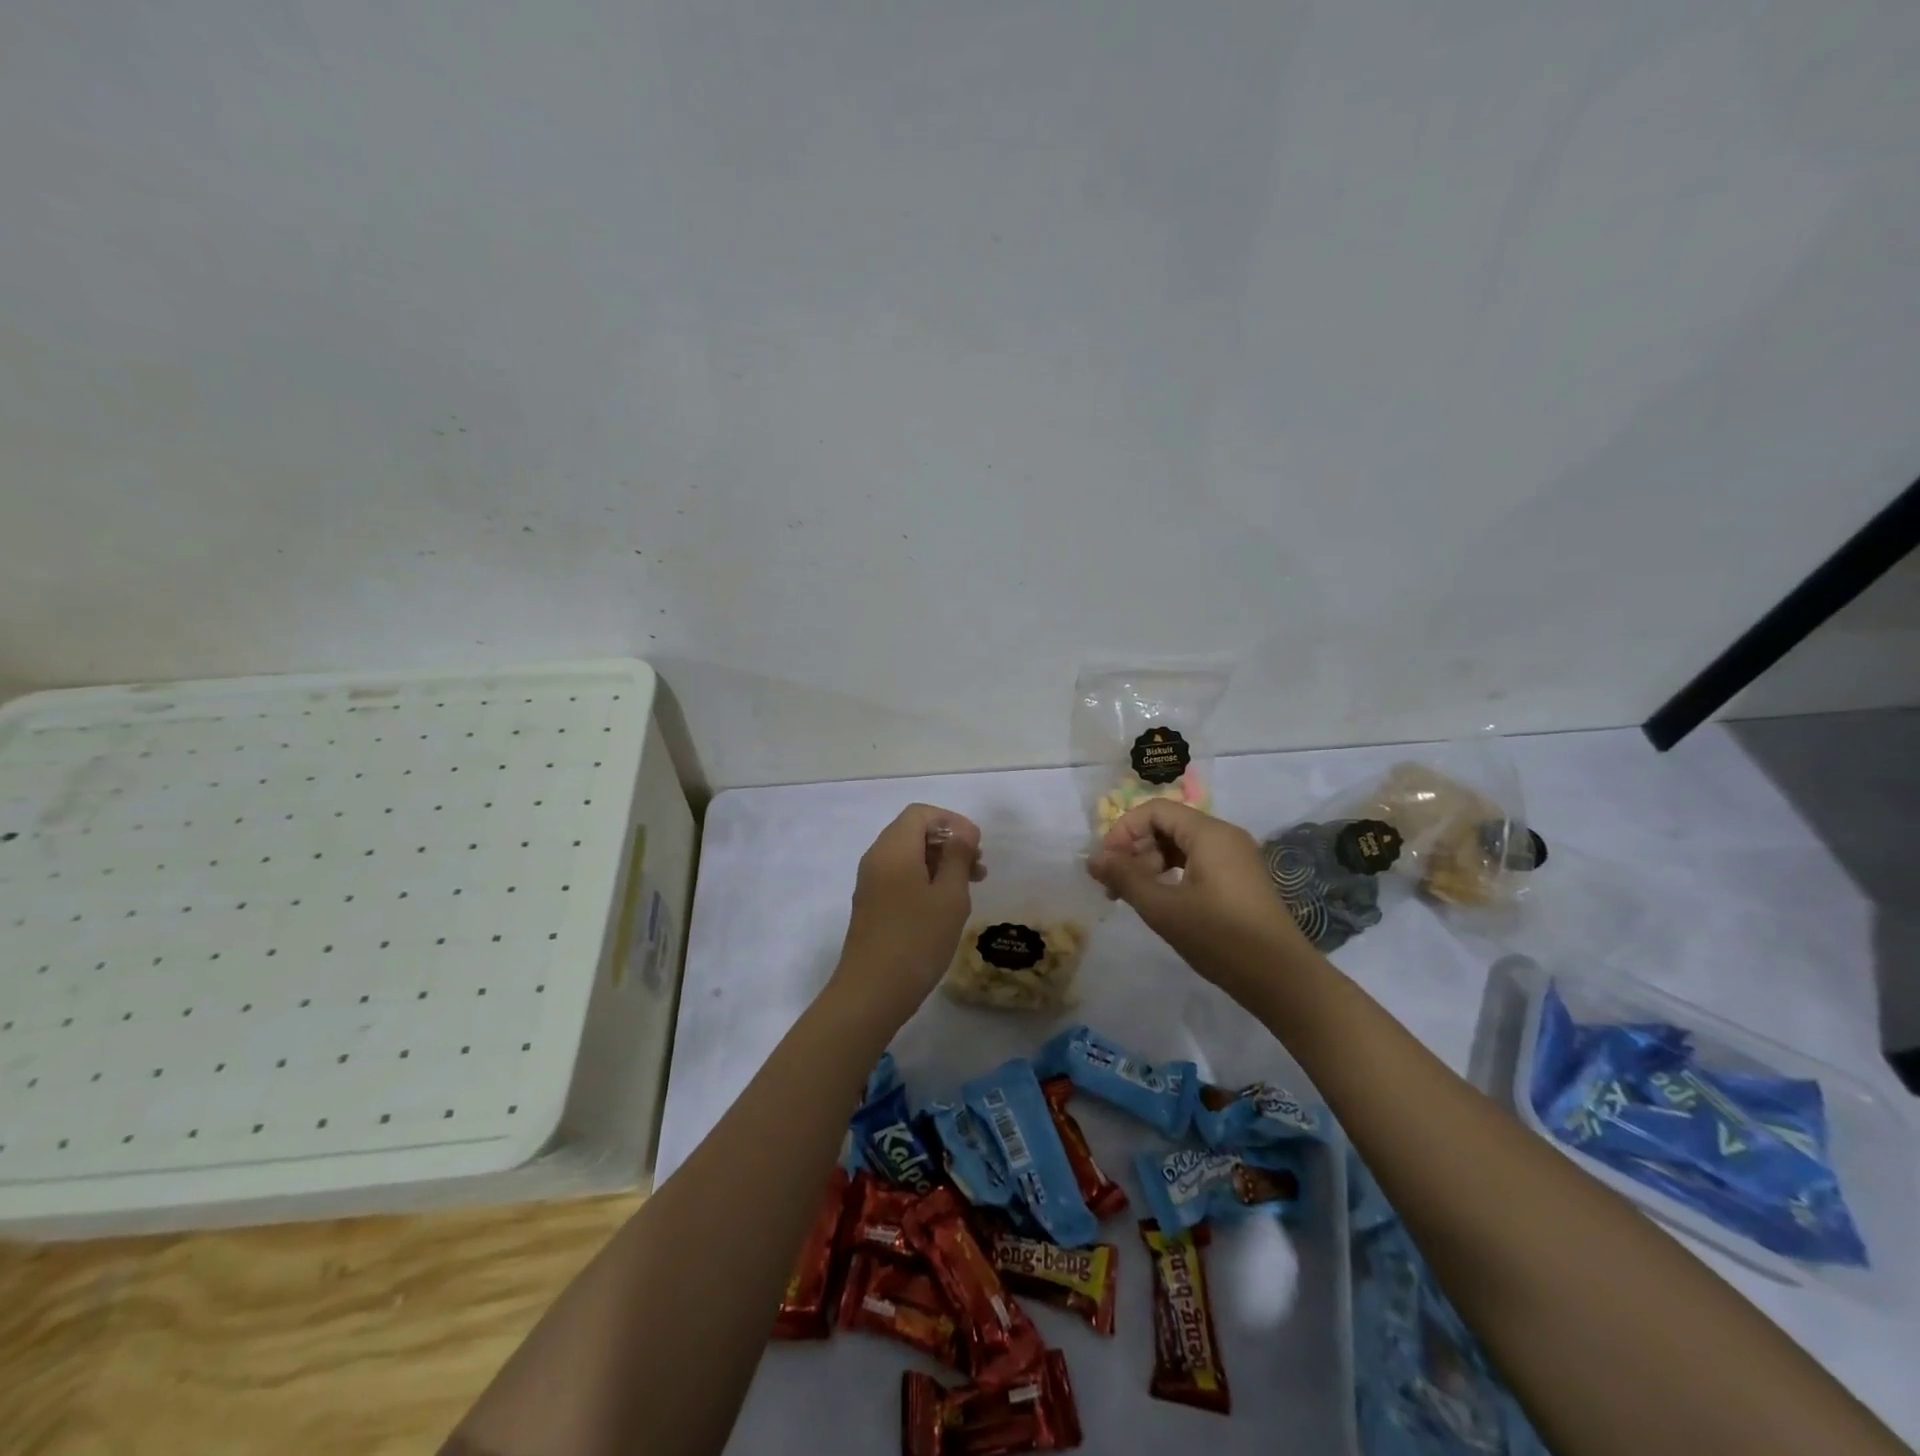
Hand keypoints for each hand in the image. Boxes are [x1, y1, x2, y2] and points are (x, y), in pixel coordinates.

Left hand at [831, 803, 982, 1022]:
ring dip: (939, 862)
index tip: (977, 845)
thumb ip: (957, 856)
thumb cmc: (917, 939)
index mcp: (894, 848)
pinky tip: (945, 903)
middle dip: (948, 842)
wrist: (871, 992)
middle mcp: (877, 858)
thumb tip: (962, 831)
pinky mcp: (871, 904)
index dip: (952, 821)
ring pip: (908, 856)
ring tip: (970, 885)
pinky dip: (924, 878)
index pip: (921, 814)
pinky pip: (899, 876)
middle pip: (913, 832)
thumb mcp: (949, 896)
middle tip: (978, 866)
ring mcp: (870, 882)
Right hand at [1085, 800, 1309, 996]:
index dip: (1123, 830)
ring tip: (1133, 897)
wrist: (1282, 979)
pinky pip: (1197, 863)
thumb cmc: (1220, 937)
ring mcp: (1235, 858)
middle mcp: (1225, 836)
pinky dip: (1172, 875)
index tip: (1105, 863)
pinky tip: (1161, 902)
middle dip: (1135, 850)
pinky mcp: (1239, 880)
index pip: (1155, 810)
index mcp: (1210, 833)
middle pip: (1168, 826)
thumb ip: (1125, 878)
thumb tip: (1093, 859)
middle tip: (1114, 885)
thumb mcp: (1163, 908)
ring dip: (1151, 865)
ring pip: (1180, 846)